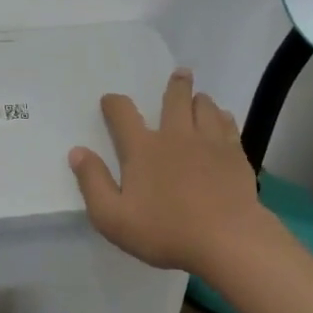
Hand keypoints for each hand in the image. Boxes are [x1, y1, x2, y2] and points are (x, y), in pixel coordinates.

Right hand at [68, 68, 268, 277]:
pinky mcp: (235, 155)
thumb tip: (77, 151)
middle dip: (176, 84)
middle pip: (175, 98)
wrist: (226, 239)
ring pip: (205, 107)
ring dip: (200, 99)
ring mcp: (209, 142)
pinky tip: (224, 120)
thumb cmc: (165, 231)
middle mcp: (175, 135)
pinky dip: (223, 118)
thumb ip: (93, 182)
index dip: (114, 103)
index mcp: (142, 148)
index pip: (122, 114)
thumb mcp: (112, 217)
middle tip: (180, 73)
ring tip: (200, 98)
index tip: (110, 101)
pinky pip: (228, 125)